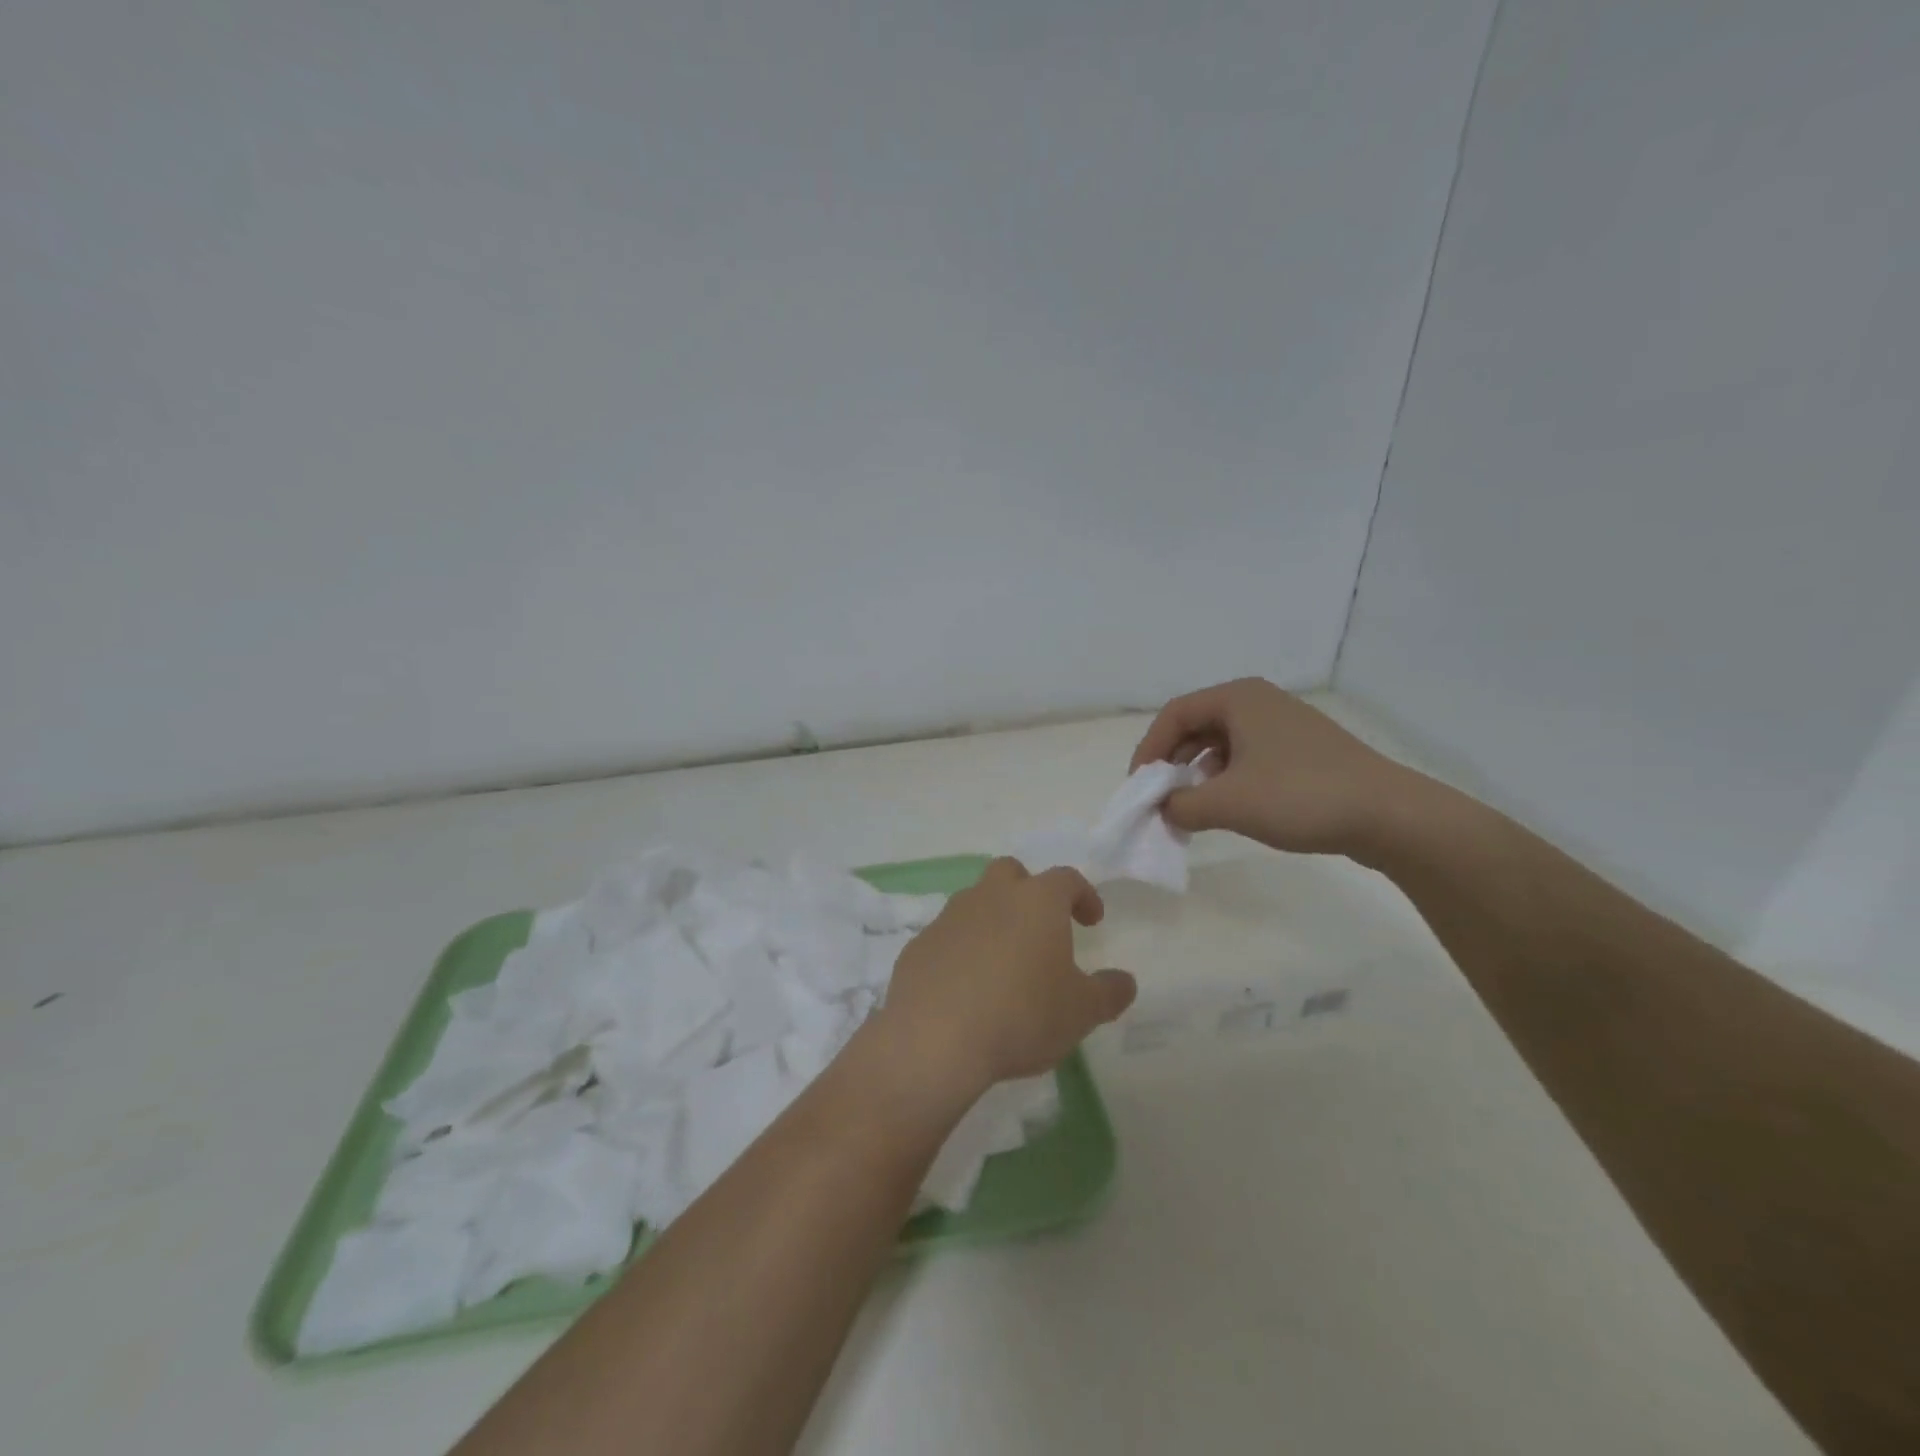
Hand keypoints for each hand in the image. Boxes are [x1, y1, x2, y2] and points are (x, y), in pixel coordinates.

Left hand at [876, 859, 1135, 1099]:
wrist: (935, 1037)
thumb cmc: (1022, 1015)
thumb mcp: (1081, 1012)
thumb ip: (1108, 993)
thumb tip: (1125, 981)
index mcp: (1036, 902)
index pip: (1066, 879)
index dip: (1083, 895)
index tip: (1092, 920)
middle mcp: (991, 896)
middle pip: (1011, 873)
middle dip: (1029, 891)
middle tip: (1041, 927)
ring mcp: (950, 918)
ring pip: (975, 902)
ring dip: (993, 920)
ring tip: (1004, 962)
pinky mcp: (920, 945)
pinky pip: (948, 937)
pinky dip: (962, 950)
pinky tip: (967, 986)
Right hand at [1130, 677, 1416, 857]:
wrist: (1387, 815)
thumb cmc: (1299, 796)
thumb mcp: (1227, 803)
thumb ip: (1180, 805)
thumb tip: (1163, 809)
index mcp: (1238, 698)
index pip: (1174, 715)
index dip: (1149, 750)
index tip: (1139, 787)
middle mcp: (1259, 702)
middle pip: (1196, 726)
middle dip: (1172, 762)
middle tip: (1161, 797)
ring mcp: (1283, 725)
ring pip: (1222, 743)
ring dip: (1198, 773)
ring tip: (1192, 806)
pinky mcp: (1301, 750)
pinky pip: (1247, 756)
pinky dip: (1227, 779)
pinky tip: (1229, 806)